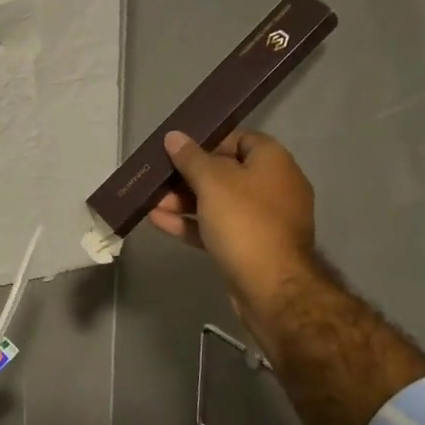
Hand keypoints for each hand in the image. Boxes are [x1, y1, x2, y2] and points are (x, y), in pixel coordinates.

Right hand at [147, 130, 317, 317]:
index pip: (240, 138)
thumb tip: (175, 136)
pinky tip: (159, 222)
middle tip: (158, 179)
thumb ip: (191, 158)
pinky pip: (218, 227)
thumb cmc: (244, 222)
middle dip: (188, 176)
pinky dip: (192, 223)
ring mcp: (263, 220)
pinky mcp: (250, 247)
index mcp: (273, 162)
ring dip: (184, 201)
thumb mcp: (213, 182)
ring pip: (218, 203)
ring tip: (151, 202)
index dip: (208, 141)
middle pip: (226, 172)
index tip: (179, 149)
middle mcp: (273, 187)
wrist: (271, 288)